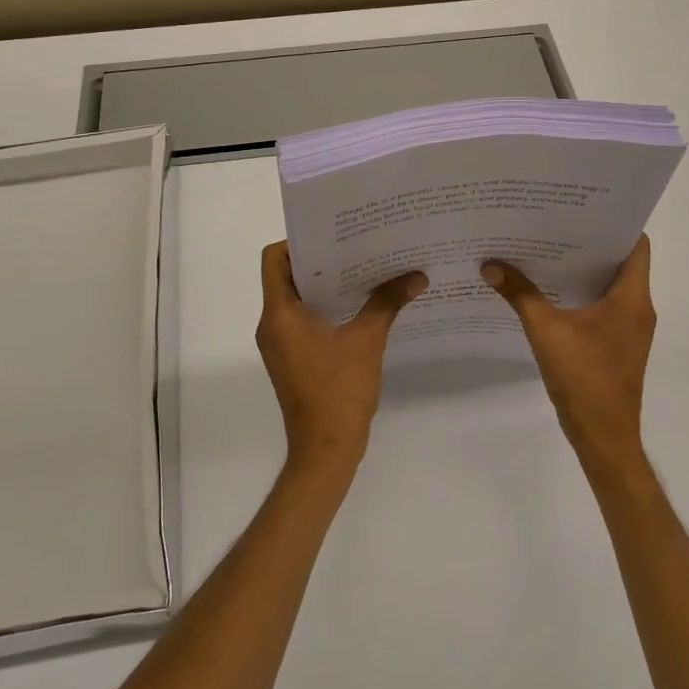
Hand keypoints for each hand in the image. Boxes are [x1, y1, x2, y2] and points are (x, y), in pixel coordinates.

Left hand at [257, 242, 426, 479]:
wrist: (325, 451)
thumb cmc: (339, 392)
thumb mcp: (367, 341)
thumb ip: (387, 303)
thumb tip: (417, 275)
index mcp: (279, 314)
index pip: (274, 259)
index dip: (298, 242)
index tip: (332, 236)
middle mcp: (272, 324)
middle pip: (286, 276)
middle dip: (320, 260)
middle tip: (355, 246)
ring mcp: (280, 343)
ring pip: (296, 299)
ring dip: (324, 284)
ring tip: (362, 270)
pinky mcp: (291, 357)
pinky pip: (302, 319)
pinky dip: (325, 307)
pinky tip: (358, 305)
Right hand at [481, 236, 655, 473]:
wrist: (603, 437)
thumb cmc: (584, 379)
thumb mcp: (546, 331)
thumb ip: (520, 294)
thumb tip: (490, 265)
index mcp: (632, 298)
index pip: (636, 245)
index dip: (614, 223)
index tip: (584, 208)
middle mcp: (638, 308)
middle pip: (620, 261)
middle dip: (589, 241)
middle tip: (555, 221)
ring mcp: (630, 328)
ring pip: (611, 284)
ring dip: (583, 268)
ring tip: (547, 247)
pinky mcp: (618, 343)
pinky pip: (604, 305)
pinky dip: (582, 292)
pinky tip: (549, 288)